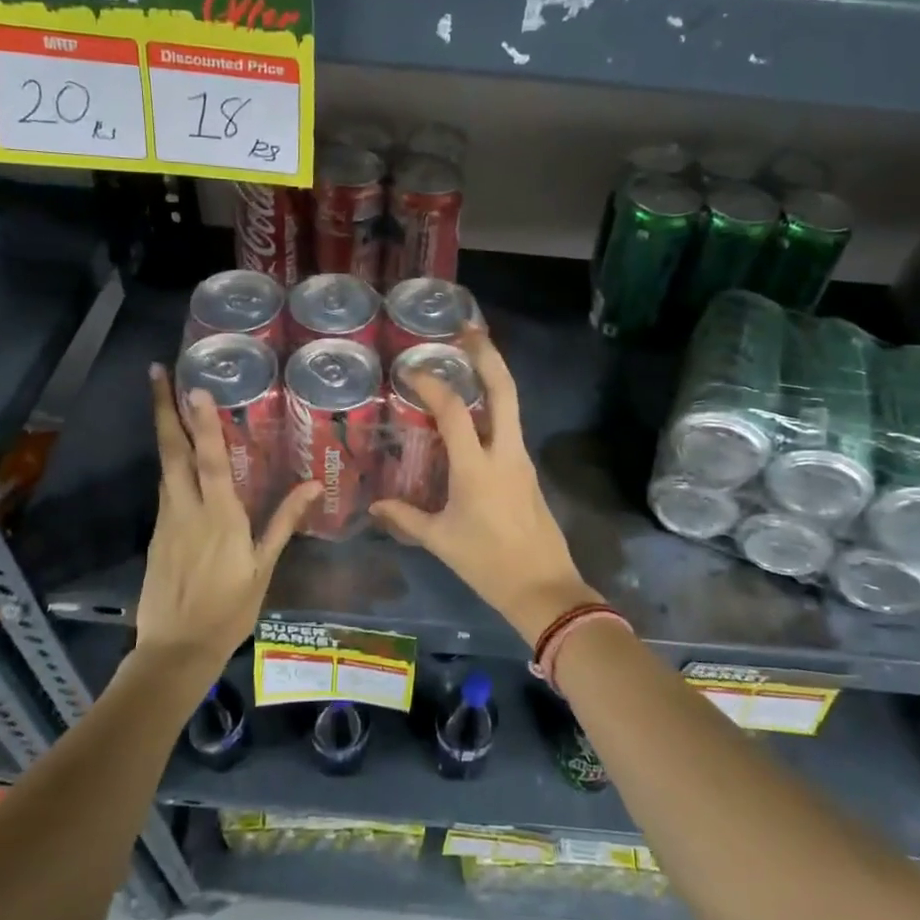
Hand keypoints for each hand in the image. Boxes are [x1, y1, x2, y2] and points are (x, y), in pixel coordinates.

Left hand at [136, 365, 317, 668]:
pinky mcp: (157, 534)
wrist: (175, 649)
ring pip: (164, 467)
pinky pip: (165, 488)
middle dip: (164, 410)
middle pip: (172, 451)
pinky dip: (170, 463)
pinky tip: (177, 457)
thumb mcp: (263, 567)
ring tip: (165, 401)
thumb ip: (284, 522)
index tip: (193, 387)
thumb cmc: (228, 609)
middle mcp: (186, 510)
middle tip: (155, 373)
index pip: (210, 459)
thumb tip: (313, 486)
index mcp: (218, 516)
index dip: (203, 422)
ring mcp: (167, 520)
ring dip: (165, 431)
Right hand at [370, 330, 601, 643]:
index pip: (454, 411)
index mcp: (477, 468)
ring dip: (494, 376)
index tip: (411, 371)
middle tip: (467, 331)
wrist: (544, 588)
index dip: (432, 385)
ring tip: (469, 358)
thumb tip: (375, 506)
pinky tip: (474, 410)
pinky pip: (510, 426)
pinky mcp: (528, 469)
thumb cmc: (488, 564)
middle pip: (504, 390)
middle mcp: (504, 453)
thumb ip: (406, 518)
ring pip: (512, 404)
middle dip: (487, 355)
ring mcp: (522, 459)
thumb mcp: (440, 542)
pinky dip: (494, 406)